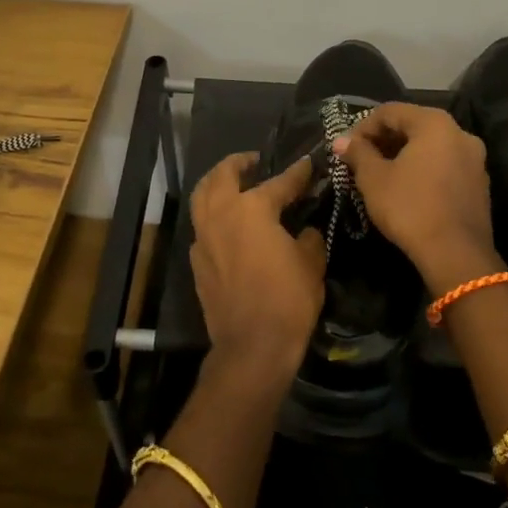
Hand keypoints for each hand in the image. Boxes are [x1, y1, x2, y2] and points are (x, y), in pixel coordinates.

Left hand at [189, 152, 326, 386]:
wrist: (252, 346)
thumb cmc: (287, 300)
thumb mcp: (311, 264)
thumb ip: (308, 237)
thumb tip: (306, 230)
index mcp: (252, 209)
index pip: (279, 183)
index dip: (297, 173)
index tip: (308, 164)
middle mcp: (221, 215)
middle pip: (222, 176)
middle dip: (238, 163)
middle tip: (253, 161)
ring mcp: (203, 238)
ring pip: (202, 197)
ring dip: (216, 184)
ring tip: (232, 183)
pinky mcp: (196, 262)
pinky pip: (201, 226)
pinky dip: (211, 216)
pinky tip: (226, 224)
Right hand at [334, 102, 500, 294]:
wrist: (456, 255)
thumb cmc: (409, 208)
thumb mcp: (373, 179)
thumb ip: (358, 153)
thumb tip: (341, 141)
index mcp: (435, 123)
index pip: (390, 111)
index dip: (362, 126)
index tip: (346, 148)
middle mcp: (460, 133)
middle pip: (413, 125)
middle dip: (383, 140)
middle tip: (360, 160)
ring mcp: (474, 159)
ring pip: (430, 146)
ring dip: (402, 155)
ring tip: (380, 174)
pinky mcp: (479, 184)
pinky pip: (445, 165)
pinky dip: (423, 169)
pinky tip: (406, 189)